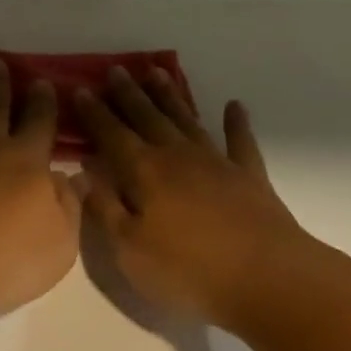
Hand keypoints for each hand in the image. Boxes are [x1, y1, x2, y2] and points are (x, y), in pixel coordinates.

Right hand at [75, 67, 318, 332]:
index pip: (111, 134)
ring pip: (186, 119)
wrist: (271, 281)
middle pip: (147, 117)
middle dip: (128, 94)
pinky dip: (237, 123)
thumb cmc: (191, 270)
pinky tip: (234, 106)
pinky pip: (240, 141)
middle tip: (115, 69)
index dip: (94, 112)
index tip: (79, 89)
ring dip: (170, 96)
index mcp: (144, 172)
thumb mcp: (130, 250)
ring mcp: (216, 162)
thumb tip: (83, 173)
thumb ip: (104, 208)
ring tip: (156, 72)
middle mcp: (177, 156)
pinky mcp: (250, 177)